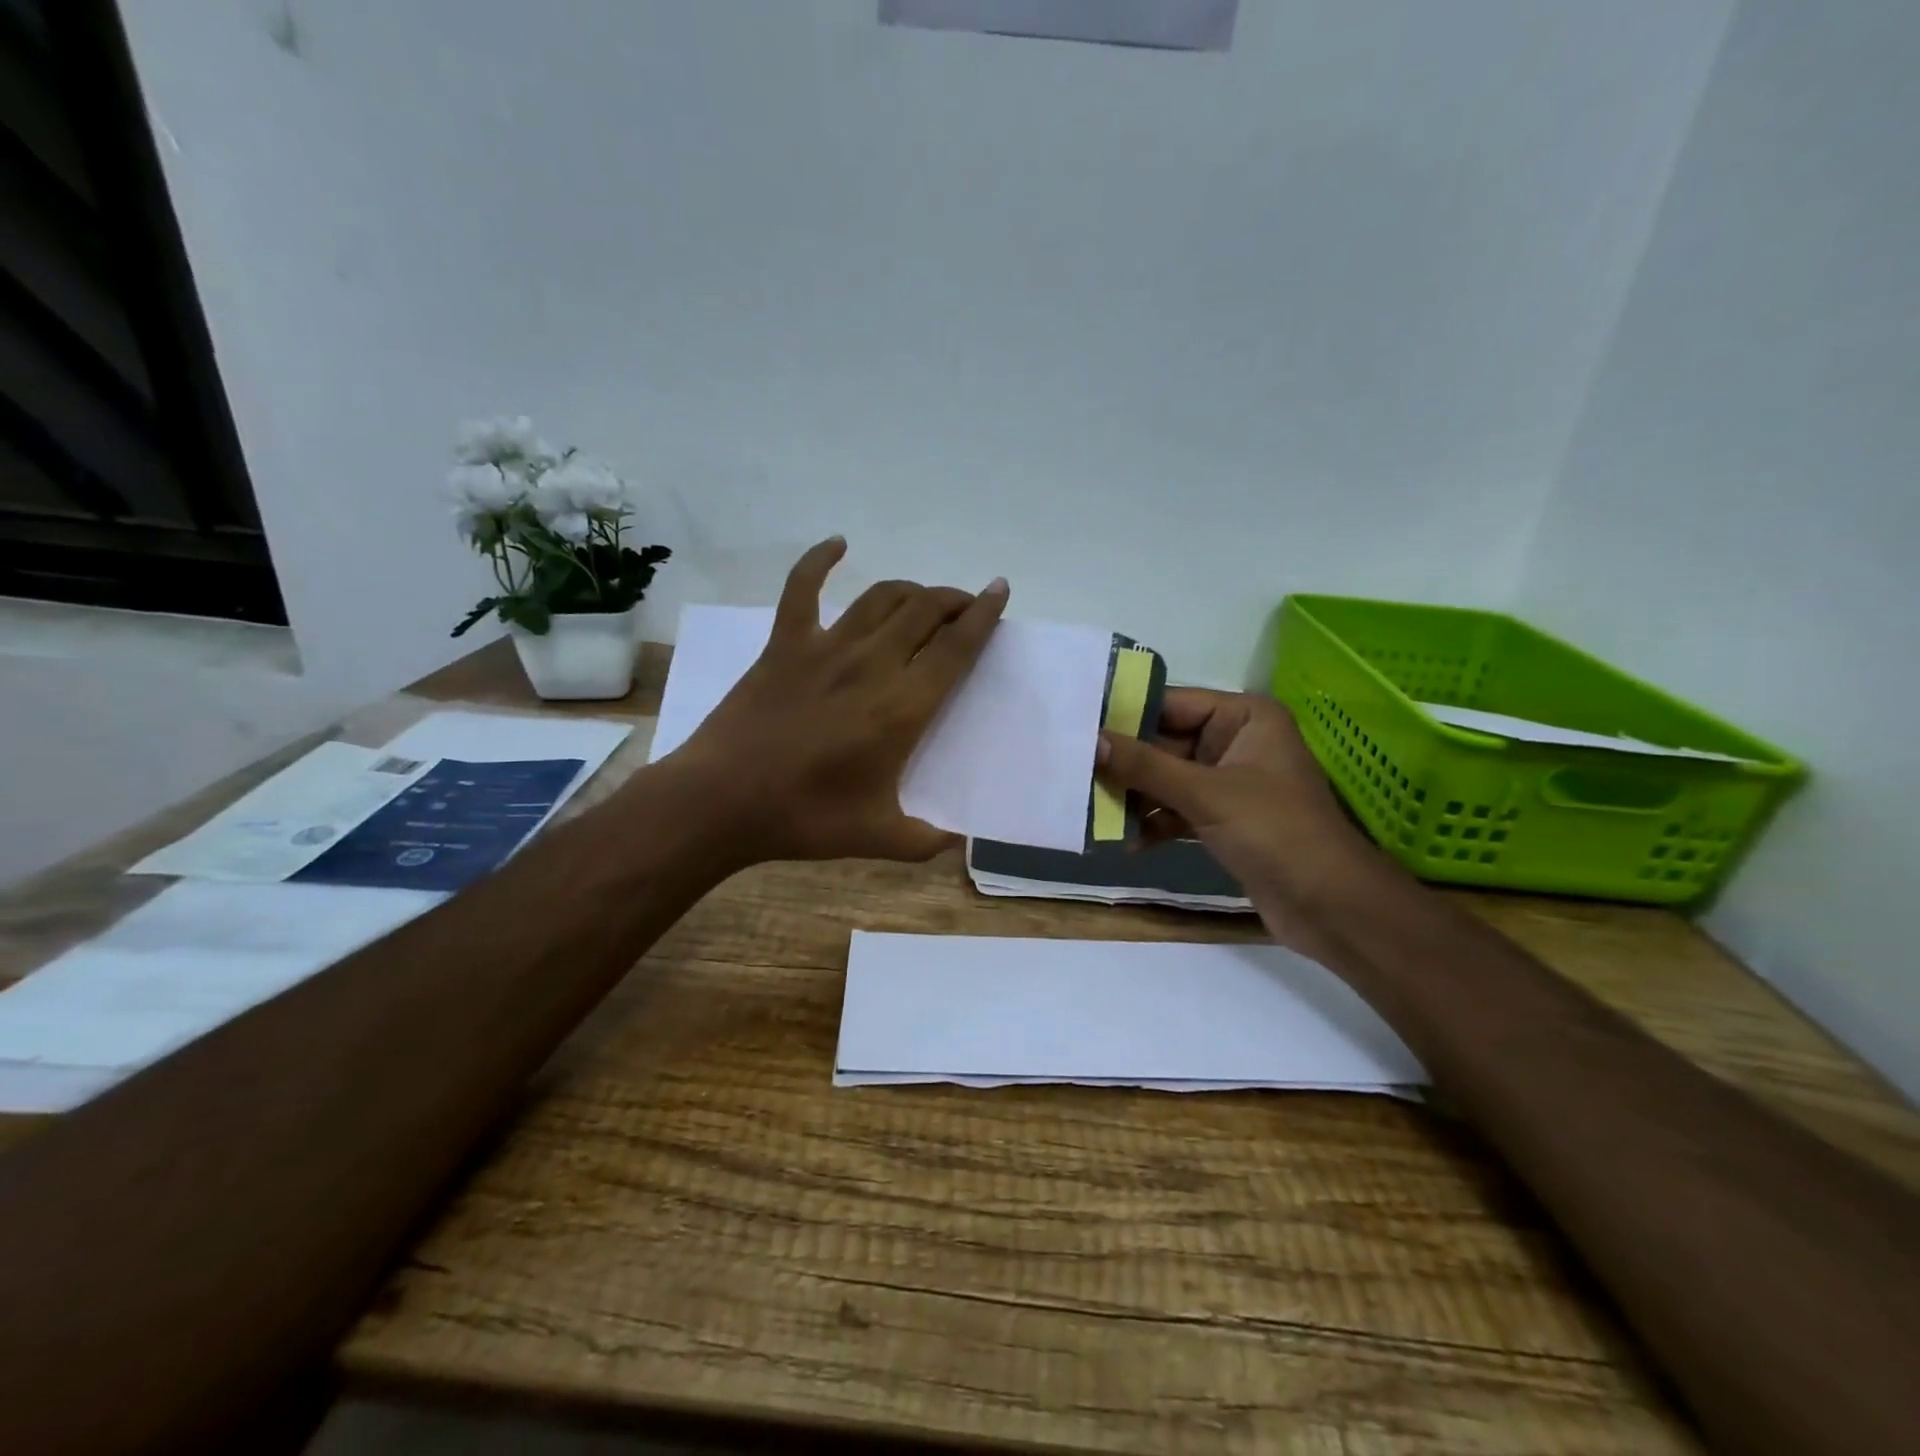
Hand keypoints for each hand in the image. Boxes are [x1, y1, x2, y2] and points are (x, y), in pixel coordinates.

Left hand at [668, 537, 1008, 864]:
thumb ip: (927, 840)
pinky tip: (837, 544)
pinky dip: (820, 560)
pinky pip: (802, 588)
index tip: (999, 592)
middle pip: (925, 611)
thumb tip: (959, 843)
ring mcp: (825, 648)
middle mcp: (872, 664)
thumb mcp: (879, 837)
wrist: (722, 801)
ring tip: (925, 599)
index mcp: (902, 706)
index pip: (956, 647)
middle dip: (954, 601)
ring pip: (881, 597)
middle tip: (966, 607)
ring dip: (911, 590)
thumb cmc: (805, 817)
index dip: (983, 616)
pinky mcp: (784, 644)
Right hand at [1096, 690, 1383, 932]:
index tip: (1076, 724)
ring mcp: (1228, 783)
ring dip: (1133, 796)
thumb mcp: (1206, 794)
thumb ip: (1146, 766)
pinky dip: (1152, 823)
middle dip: (1124, 762)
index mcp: (1244, 718)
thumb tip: (1091, 741)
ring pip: (1166, 779)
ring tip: (1090, 809)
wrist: (1330, 907)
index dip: (1125, 714)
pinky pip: (1175, 810)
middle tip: (1073, 771)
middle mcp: (1235, 742)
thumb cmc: (1275, 832)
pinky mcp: (1222, 819)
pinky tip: (1125, 843)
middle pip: (1164, 743)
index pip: (1171, 703)